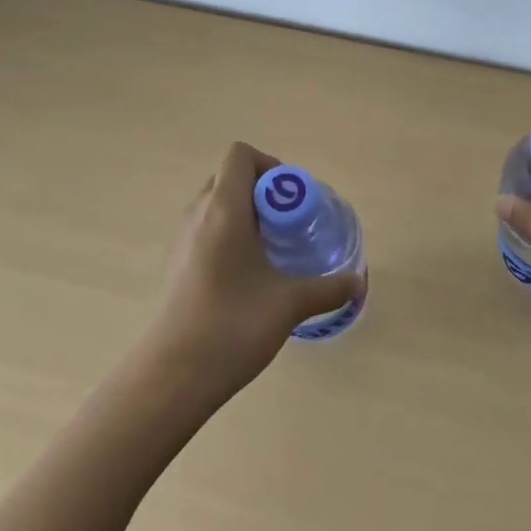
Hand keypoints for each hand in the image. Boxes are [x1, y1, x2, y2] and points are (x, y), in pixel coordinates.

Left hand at [144, 141, 360, 397]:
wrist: (172, 376)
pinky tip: (247, 276)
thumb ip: (328, 288)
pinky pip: (205, 230)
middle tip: (288, 223)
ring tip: (272, 249)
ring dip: (245, 214)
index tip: (292, 200)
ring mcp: (182, 240)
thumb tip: (358, 282)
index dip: (270, 166)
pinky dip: (229, 237)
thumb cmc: (232, 326)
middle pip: (229, 177)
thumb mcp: (289, 304)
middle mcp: (198, 215)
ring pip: (216, 205)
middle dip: (263, 191)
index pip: (240, 155)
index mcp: (224, 210)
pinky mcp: (176, 266)